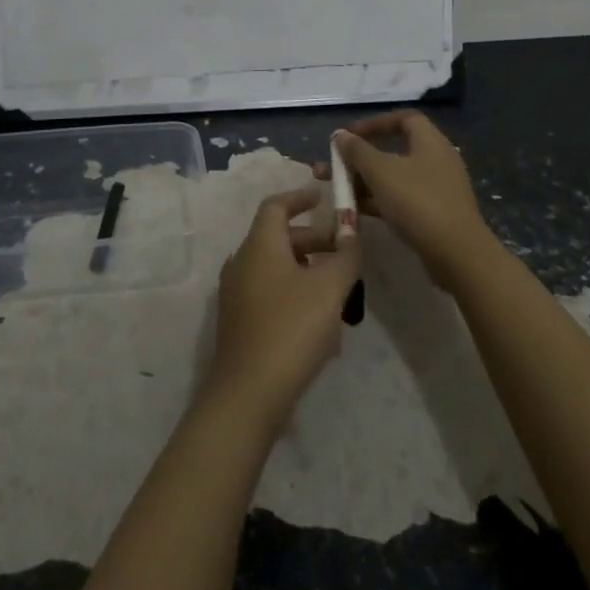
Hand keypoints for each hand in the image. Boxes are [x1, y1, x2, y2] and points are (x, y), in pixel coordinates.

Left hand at [205, 185, 361, 433]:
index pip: (276, 205)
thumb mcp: (329, 289)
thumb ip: (346, 255)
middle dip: (314, 239)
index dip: (299, 197)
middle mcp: (242, 262)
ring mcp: (237, 293)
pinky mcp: (240, 321)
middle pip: (279, 237)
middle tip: (345, 251)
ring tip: (341, 289)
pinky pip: (270, 292)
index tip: (322, 196)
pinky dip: (295, 292)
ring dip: (308, 268)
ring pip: (276, 267)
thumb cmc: (290, 329)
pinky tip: (321, 322)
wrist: (248, 393)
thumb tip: (353, 231)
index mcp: (259, 245)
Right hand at [316, 110, 497, 290]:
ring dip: (366, 182)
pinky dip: (380, 201)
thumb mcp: (381, 172)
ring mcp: (437, 189)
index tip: (350, 136)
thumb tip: (340, 135)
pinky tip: (357, 212)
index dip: (375, 123)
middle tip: (335, 167)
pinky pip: (402, 199)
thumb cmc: (417, 201)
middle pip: (394, 150)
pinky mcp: (434, 214)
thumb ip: (357, 151)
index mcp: (430, 142)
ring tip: (338, 192)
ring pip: (395, 178)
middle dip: (361, 158)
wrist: (457, 254)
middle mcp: (436, 160)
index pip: (404, 118)